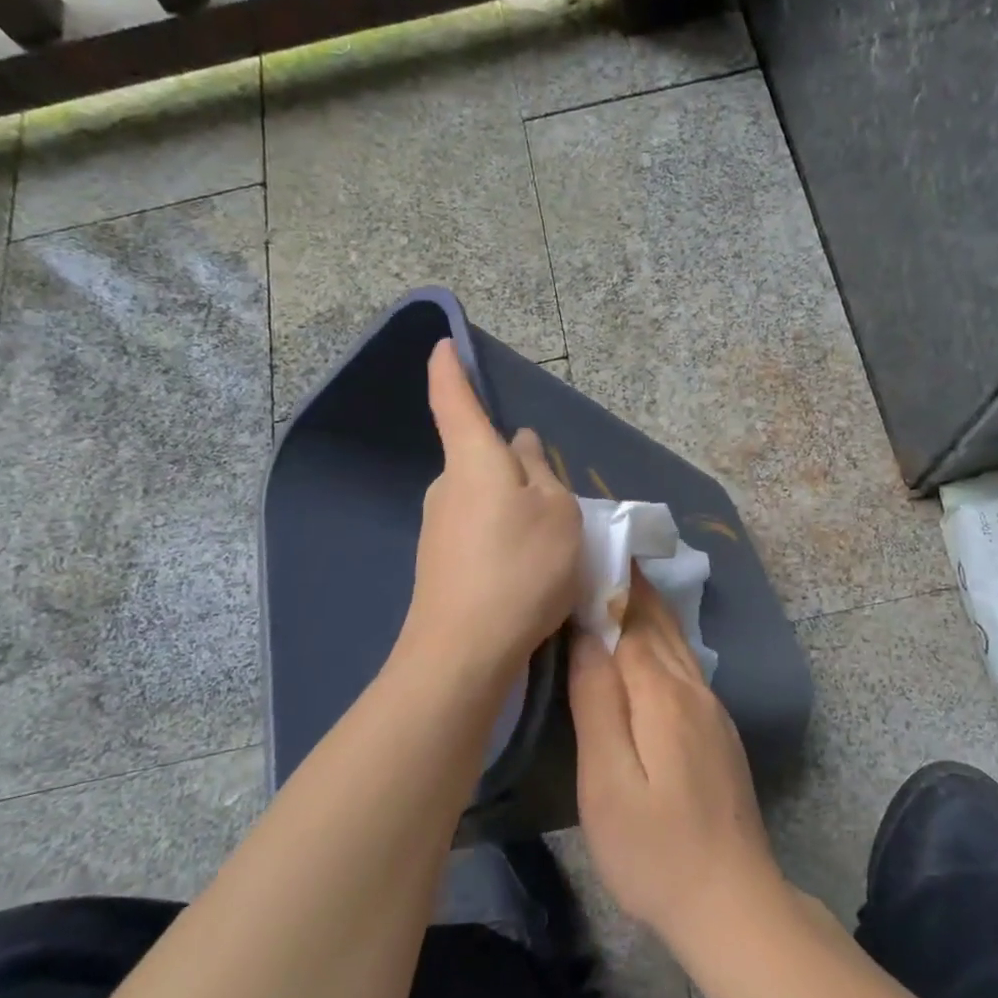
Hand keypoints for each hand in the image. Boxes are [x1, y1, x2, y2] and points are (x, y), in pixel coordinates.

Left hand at [399, 339, 580, 689]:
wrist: (464, 652)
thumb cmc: (521, 567)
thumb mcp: (557, 512)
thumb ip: (542, 472)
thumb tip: (520, 445)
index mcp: (474, 460)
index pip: (454, 400)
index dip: (449, 370)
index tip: (443, 345)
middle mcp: (447, 486)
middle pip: (482, 458)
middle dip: (516, 466)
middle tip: (559, 499)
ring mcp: (439, 527)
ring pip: (486, 498)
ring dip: (516, 507)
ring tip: (552, 546)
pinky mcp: (440, 562)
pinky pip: (480, 531)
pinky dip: (505, 538)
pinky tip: (528, 573)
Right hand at [570, 572, 783, 953]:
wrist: (732, 901)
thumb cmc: (654, 849)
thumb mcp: (607, 781)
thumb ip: (596, 702)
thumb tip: (586, 634)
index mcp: (662, 692)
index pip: (630, 618)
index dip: (607, 581)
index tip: (584, 546)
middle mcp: (692, 688)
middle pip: (658, 620)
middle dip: (629, 583)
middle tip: (596, 550)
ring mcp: (710, 708)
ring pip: (674, 640)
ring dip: (645, 607)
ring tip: (613, 582)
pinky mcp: (716, 730)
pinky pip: (682, 664)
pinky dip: (658, 637)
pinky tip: (642, 642)